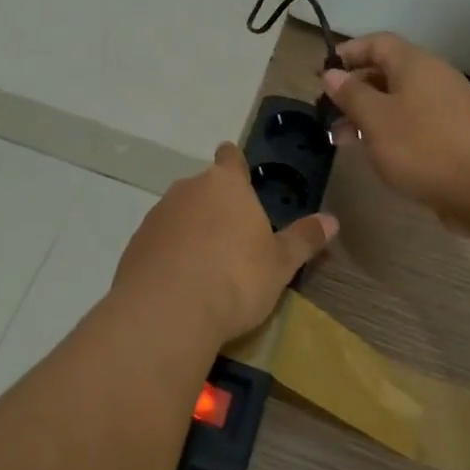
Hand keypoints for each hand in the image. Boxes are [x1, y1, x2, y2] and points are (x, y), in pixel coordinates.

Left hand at [111, 143, 337, 345]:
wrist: (168, 311)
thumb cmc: (235, 278)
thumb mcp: (280, 264)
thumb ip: (303, 240)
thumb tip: (332, 220)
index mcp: (225, 185)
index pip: (230, 158)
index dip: (235, 163)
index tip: (239, 173)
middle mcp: (187, 189)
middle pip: (204, 188)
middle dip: (216, 206)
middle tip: (234, 237)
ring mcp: (157, 215)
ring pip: (179, 214)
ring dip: (191, 230)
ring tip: (208, 265)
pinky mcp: (136, 244)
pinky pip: (160, 241)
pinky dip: (170, 253)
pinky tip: (181, 283)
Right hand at [321, 33, 469, 221]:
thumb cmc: (424, 147)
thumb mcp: (376, 120)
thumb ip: (351, 94)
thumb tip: (332, 73)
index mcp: (414, 64)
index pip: (376, 43)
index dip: (347, 52)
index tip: (321, 73)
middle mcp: (434, 78)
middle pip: (387, 72)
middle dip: (354, 89)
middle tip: (327, 112)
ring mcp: (448, 107)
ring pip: (399, 101)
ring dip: (369, 115)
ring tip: (343, 139)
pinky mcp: (457, 135)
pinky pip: (415, 123)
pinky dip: (391, 132)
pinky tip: (377, 155)